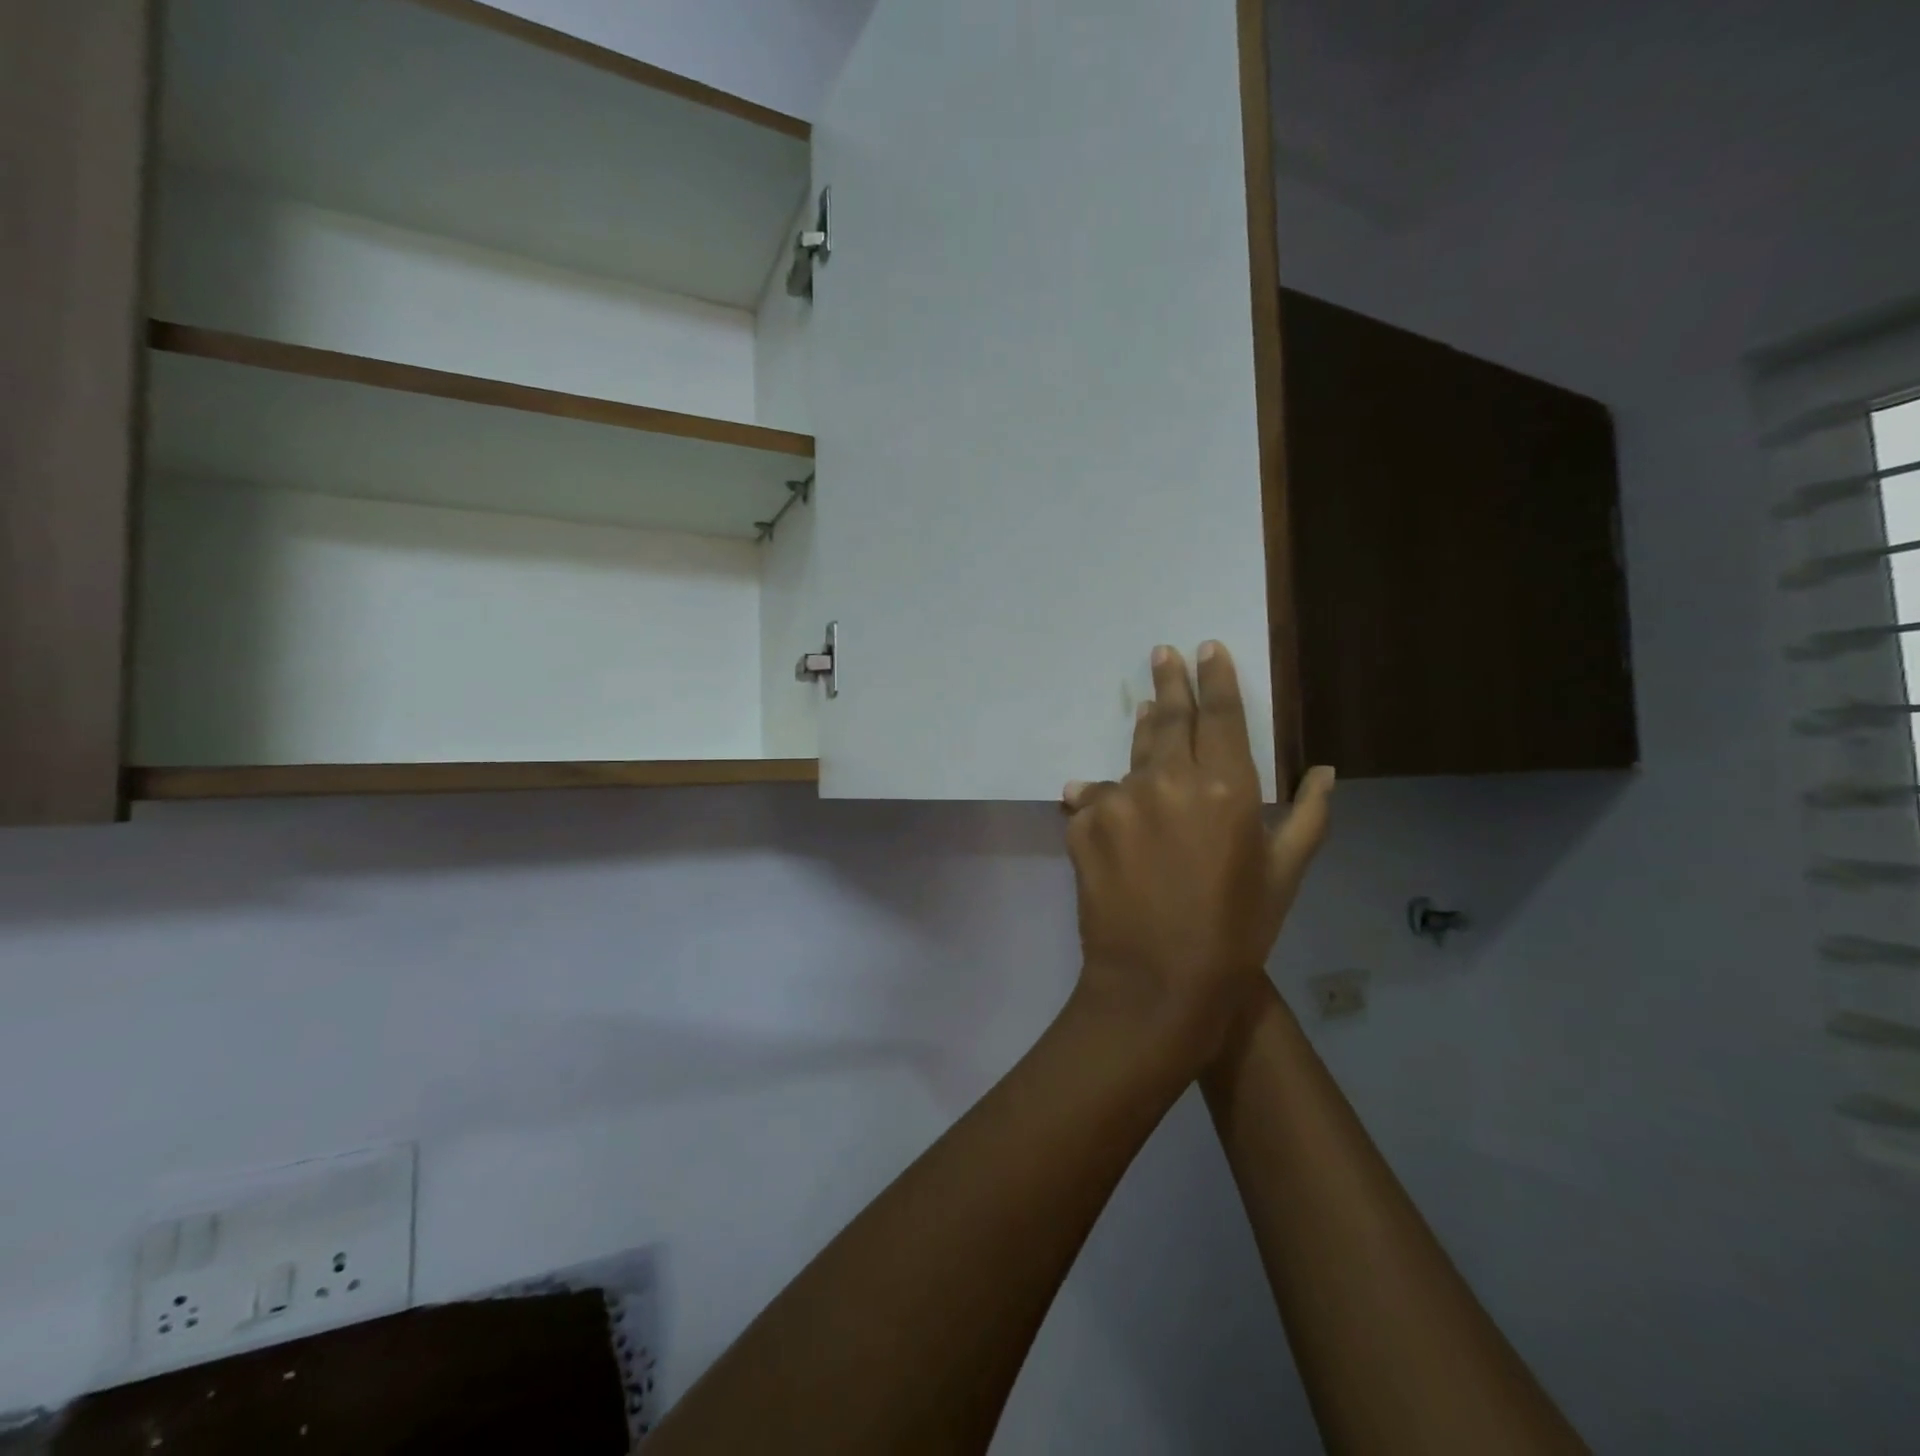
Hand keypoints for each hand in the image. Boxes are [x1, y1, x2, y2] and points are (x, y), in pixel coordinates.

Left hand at [1062, 642, 1334, 1060]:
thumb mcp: (1284, 875)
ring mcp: (1119, 799)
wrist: (1157, 982)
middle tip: (1164, 653)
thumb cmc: (1236, 933)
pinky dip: (1106, 798)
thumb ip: (1308, 815)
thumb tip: (1325, 770)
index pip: (1220, 715)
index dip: (1216, 678)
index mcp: (1226, 787)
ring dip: (1142, 730)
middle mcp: (1168, 780)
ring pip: (1132, 754)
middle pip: (1169, 718)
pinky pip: (1096, 798)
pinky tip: (1107, 803)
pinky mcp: (1082, 822)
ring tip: (1148, 708)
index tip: (1207, 648)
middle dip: (1170, 682)